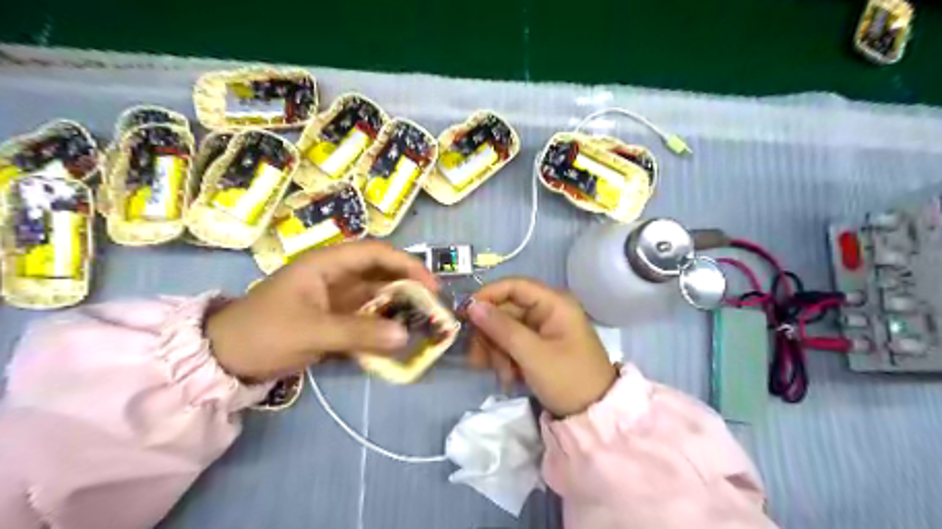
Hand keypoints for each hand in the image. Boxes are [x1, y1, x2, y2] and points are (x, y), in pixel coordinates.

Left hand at [207, 241, 432, 381]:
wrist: (224, 359)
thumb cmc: (263, 333)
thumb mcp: (310, 331)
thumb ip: (358, 333)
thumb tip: (405, 336)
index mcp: (328, 264)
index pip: (377, 253)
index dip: (407, 265)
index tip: (431, 285)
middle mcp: (336, 276)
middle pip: (382, 275)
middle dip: (409, 288)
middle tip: (433, 308)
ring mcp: (336, 299)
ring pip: (377, 298)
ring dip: (399, 310)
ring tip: (423, 325)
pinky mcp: (335, 320)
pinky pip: (368, 319)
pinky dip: (384, 328)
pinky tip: (398, 340)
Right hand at [465, 277, 614, 417]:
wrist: (594, 415)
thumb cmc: (568, 379)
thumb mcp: (533, 355)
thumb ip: (502, 328)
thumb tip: (472, 306)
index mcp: (553, 303)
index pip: (513, 286)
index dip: (487, 295)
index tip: (465, 315)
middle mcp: (547, 310)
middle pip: (505, 310)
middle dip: (490, 335)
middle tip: (478, 359)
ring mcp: (542, 329)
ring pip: (505, 329)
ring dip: (496, 351)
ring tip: (502, 374)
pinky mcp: (538, 346)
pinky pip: (512, 344)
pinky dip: (505, 358)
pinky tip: (508, 378)